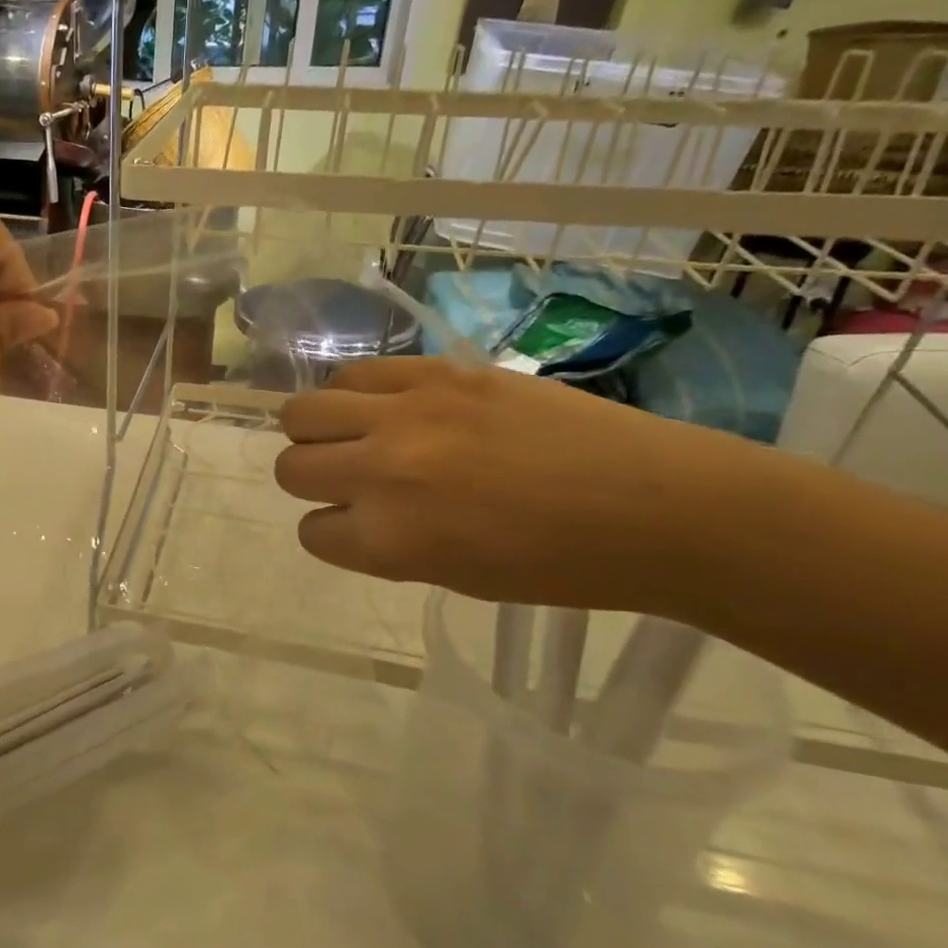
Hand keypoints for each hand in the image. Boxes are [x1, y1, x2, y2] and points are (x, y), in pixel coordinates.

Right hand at [274, 357, 768, 614]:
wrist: (657, 505)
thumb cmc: (561, 565)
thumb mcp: (453, 575)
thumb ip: (385, 543)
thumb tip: (349, 511)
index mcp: (389, 540)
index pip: (311, 532)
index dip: (333, 533)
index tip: (360, 529)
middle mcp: (381, 471)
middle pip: (290, 467)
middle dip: (312, 480)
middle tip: (349, 480)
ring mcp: (406, 413)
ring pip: (302, 411)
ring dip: (319, 432)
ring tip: (357, 436)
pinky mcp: (435, 371)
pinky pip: (354, 374)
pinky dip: (355, 394)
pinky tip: (388, 407)